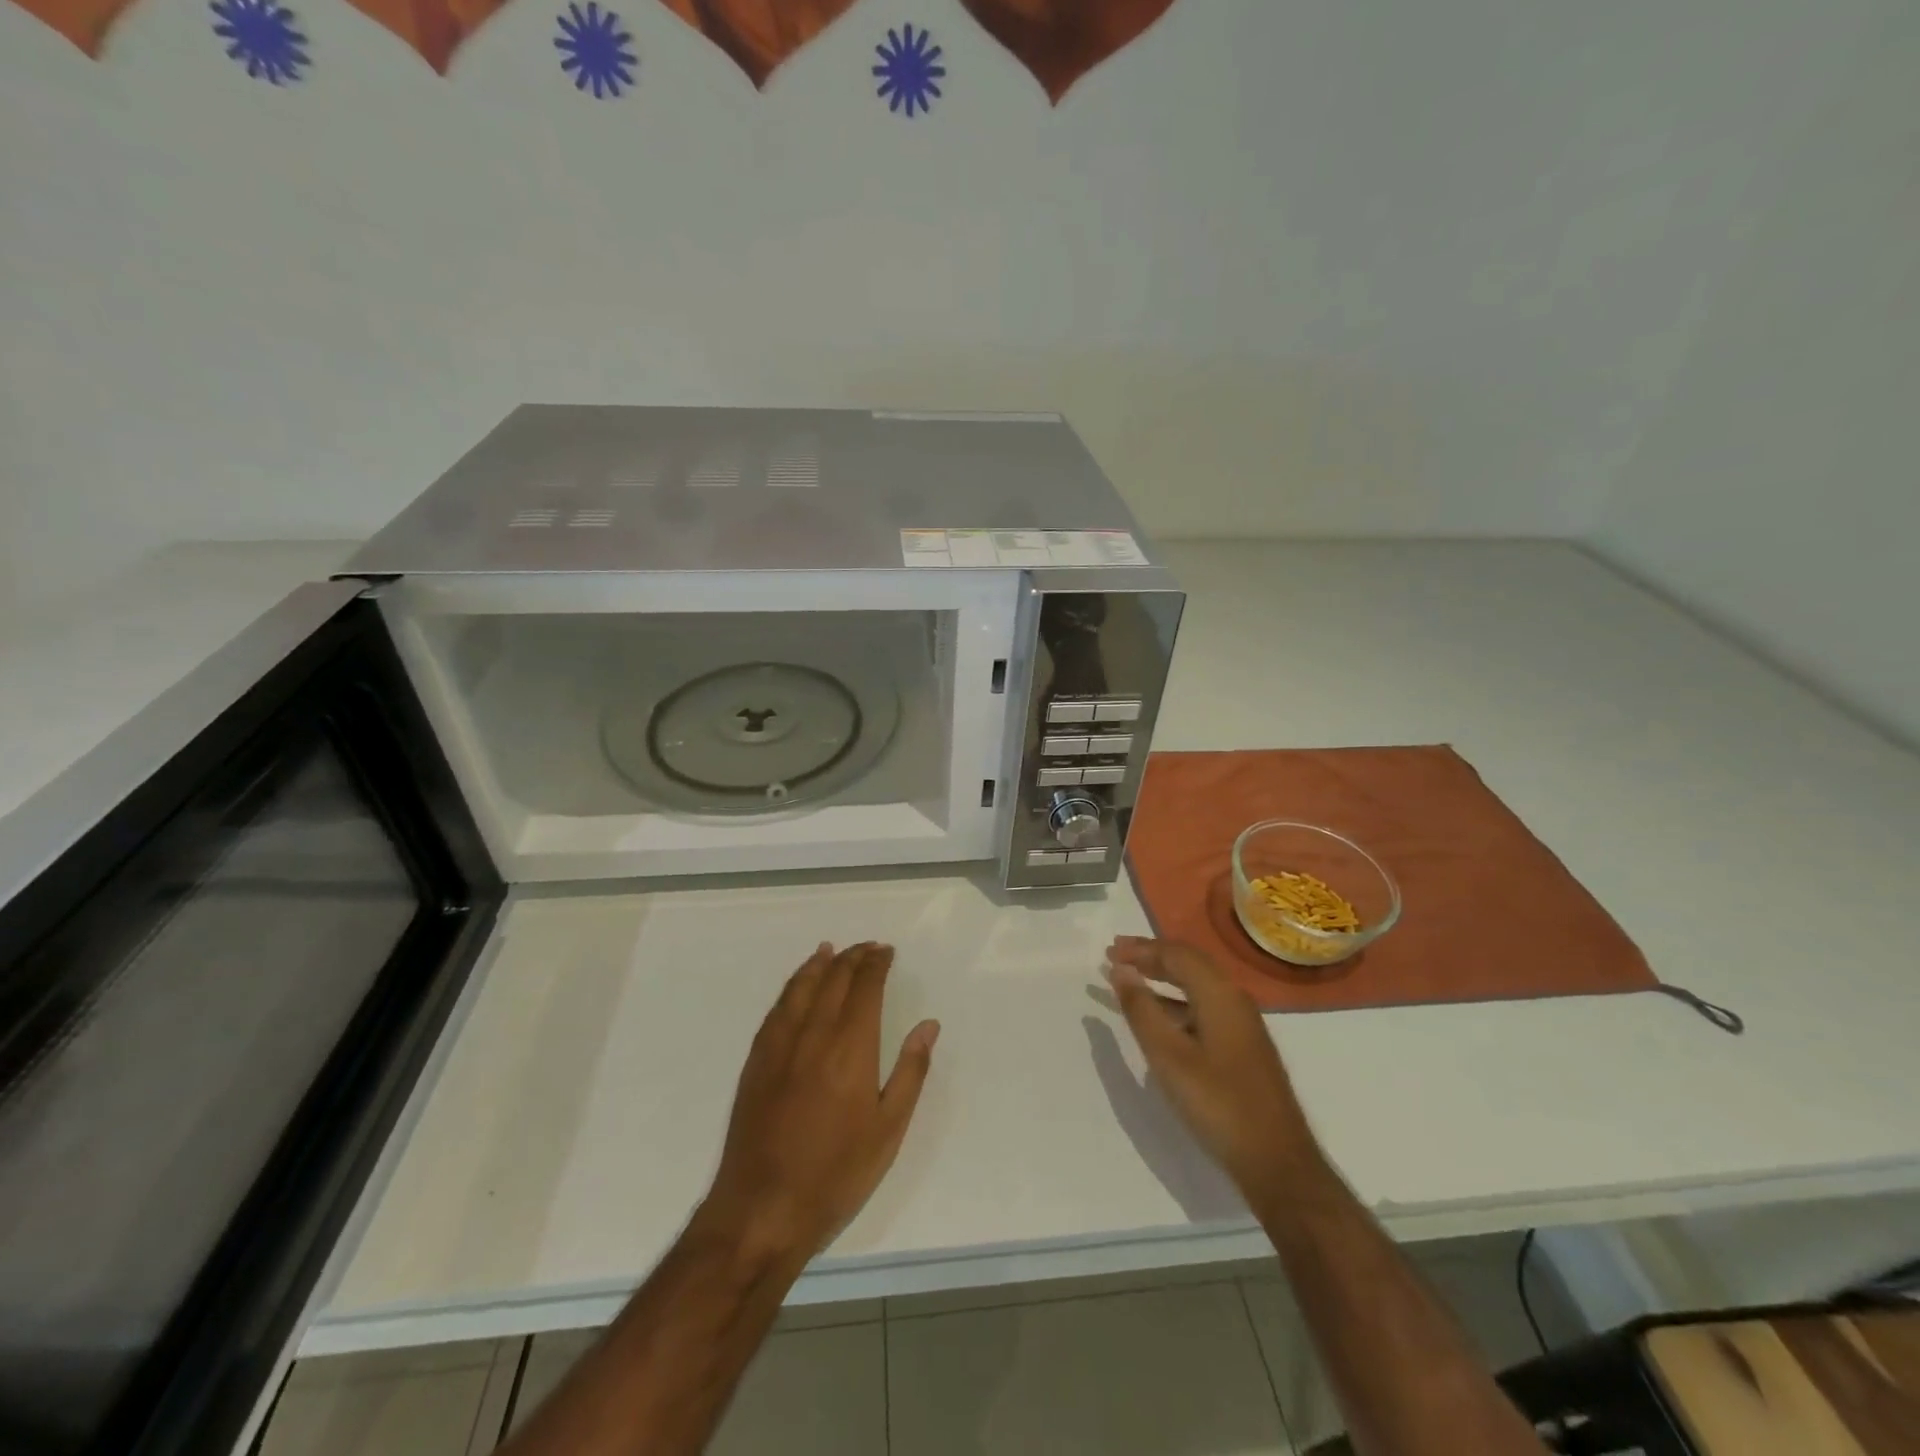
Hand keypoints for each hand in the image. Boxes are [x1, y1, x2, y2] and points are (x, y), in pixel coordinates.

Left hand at [701, 942, 939, 1265]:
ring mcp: (779, 1045)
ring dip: (819, 964)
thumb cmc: (836, 1174)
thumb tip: (928, 1025)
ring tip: (832, 950)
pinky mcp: (756, 1061)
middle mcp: (813, 1034)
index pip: (865, 987)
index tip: (886, 952)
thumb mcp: (888, 1130)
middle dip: (852, 958)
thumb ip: (910, 1071)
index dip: (876, 964)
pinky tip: (797, 986)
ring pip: (801, 987)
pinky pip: (777, 1008)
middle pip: (833, 979)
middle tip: (868, 949)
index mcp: (850, 1047)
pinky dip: (792, 986)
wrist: (762, 1210)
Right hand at [1104, 937, 1317, 1204]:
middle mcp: (1235, 1000)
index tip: (1110, 951)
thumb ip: (1142, 1010)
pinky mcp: (1243, 1047)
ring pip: (1197, 985)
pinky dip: (1176, 1002)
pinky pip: (1203, 1006)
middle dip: (1152, 957)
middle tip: (1117, 957)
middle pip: (1190, 964)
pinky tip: (1159, 1018)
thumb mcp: (1169, 1057)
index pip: (1177, 954)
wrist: (1277, 1161)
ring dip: (1162, 978)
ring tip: (1130, 982)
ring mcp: (1243, 1024)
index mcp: (1220, 995)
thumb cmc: (1218, 1105)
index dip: (1141, 949)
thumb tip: (1121, 971)